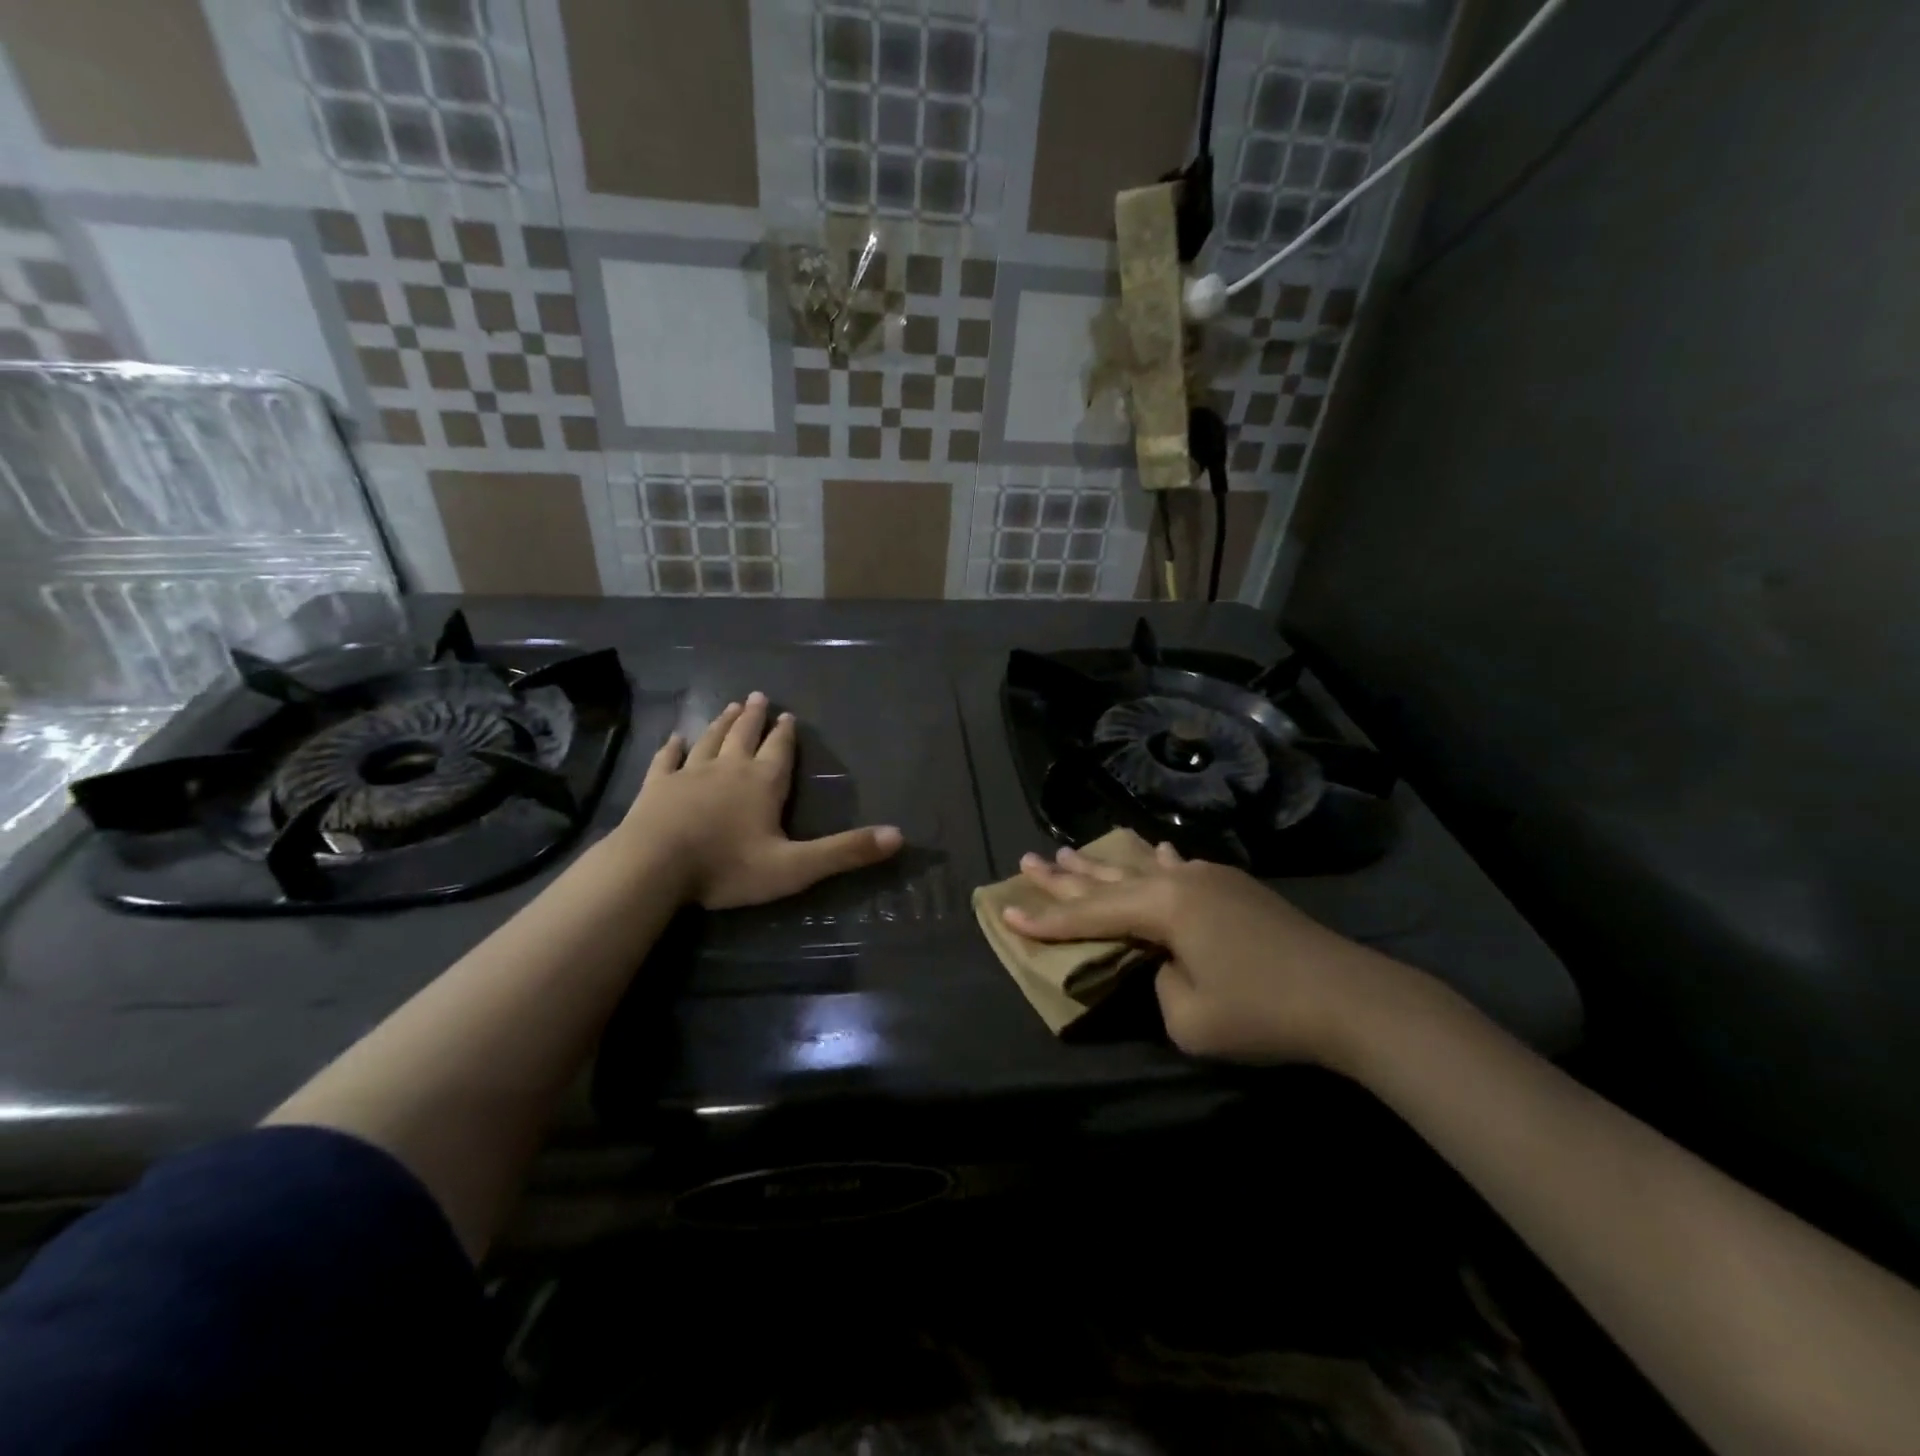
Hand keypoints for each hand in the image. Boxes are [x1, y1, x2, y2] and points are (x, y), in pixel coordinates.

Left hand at [617, 693, 902, 909]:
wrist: (654, 868)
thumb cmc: (727, 867)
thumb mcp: (796, 866)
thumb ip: (845, 852)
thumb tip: (899, 836)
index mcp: (762, 783)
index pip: (779, 752)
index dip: (786, 735)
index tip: (788, 715)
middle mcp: (728, 769)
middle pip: (744, 737)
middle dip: (754, 718)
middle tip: (758, 697)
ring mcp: (688, 775)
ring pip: (709, 741)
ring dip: (721, 724)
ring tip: (731, 706)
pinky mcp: (655, 787)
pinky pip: (666, 760)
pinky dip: (672, 748)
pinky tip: (674, 738)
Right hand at [1004, 842, 1415, 1067]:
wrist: (1351, 998)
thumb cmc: (1263, 1012)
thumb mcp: (1188, 1018)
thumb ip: (1157, 984)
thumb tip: (1165, 963)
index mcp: (1164, 907)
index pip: (1090, 915)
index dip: (1046, 921)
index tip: (1006, 915)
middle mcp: (1180, 881)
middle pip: (1108, 880)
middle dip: (1063, 877)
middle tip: (1026, 862)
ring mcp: (1211, 879)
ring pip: (1140, 869)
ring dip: (1102, 865)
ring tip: (1067, 851)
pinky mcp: (1237, 889)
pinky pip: (1180, 869)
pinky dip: (1157, 863)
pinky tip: (1152, 850)